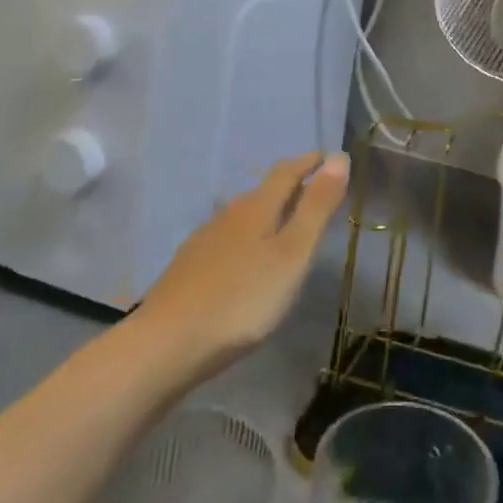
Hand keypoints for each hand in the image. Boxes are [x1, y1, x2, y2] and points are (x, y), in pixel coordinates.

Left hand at [136, 152, 349, 371]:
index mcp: (257, 207)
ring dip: (268, 214)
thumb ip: (317, 207)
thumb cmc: (242, 299)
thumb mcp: (293, 254)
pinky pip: (227, 240)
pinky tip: (247, 262)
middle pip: (263, 192)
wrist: (164, 345)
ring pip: (243, 217)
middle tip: (315, 194)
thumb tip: (338, 157)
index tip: (329, 157)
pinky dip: (247, 239)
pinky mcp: (188, 268)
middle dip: (290, 188)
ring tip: (285, 228)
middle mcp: (228, 215)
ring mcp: (204, 242)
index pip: (287, 172)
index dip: (309, 162)